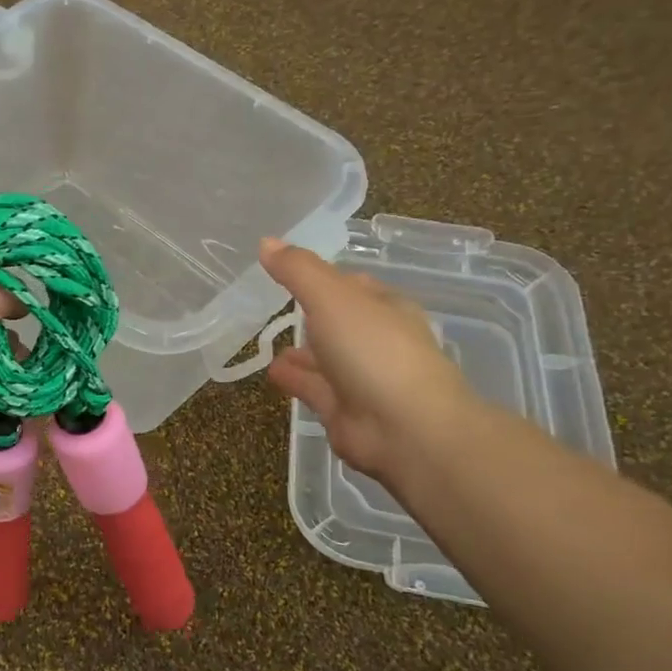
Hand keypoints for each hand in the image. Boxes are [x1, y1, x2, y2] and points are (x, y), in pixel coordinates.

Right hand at [259, 238, 480, 478]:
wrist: (404, 428)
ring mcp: (361, 378)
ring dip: (301, 351)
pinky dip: (294, 378)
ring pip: (324, 358)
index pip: (350, 284)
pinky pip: (313, 388)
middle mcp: (376, 341)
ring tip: (266, 341)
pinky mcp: (344, 411)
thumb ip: (298, 271)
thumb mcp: (332, 298)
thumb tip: (266, 242)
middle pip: (337, 322)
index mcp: (384, 307)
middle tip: (273, 305)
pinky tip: (271, 371)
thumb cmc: (374, 351)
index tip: (288, 270)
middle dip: (311, 315)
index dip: (322, 276)